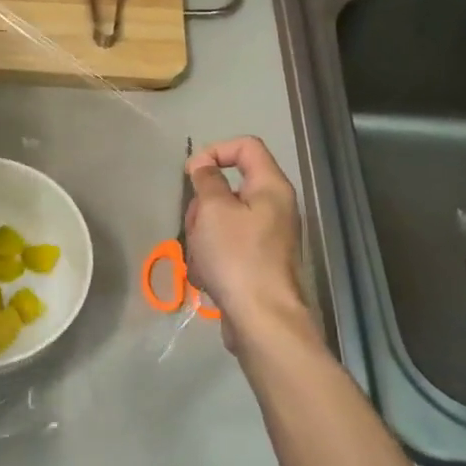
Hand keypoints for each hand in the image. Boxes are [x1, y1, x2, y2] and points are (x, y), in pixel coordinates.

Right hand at [183, 136, 306, 348]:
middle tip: (196, 225)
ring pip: (220, 220)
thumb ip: (206, 181)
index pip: (246, 146)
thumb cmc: (237, 257)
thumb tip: (203, 165)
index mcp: (271, 187)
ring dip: (201, 236)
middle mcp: (274, 208)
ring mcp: (266, 237)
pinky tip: (207, 276)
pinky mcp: (255, 263)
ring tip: (200, 258)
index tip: (192, 173)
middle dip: (203, 206)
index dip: (215, 151)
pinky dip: (210, 258)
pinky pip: (224, 247)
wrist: (261, 319)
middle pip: (228, 187)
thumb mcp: (213, 210)